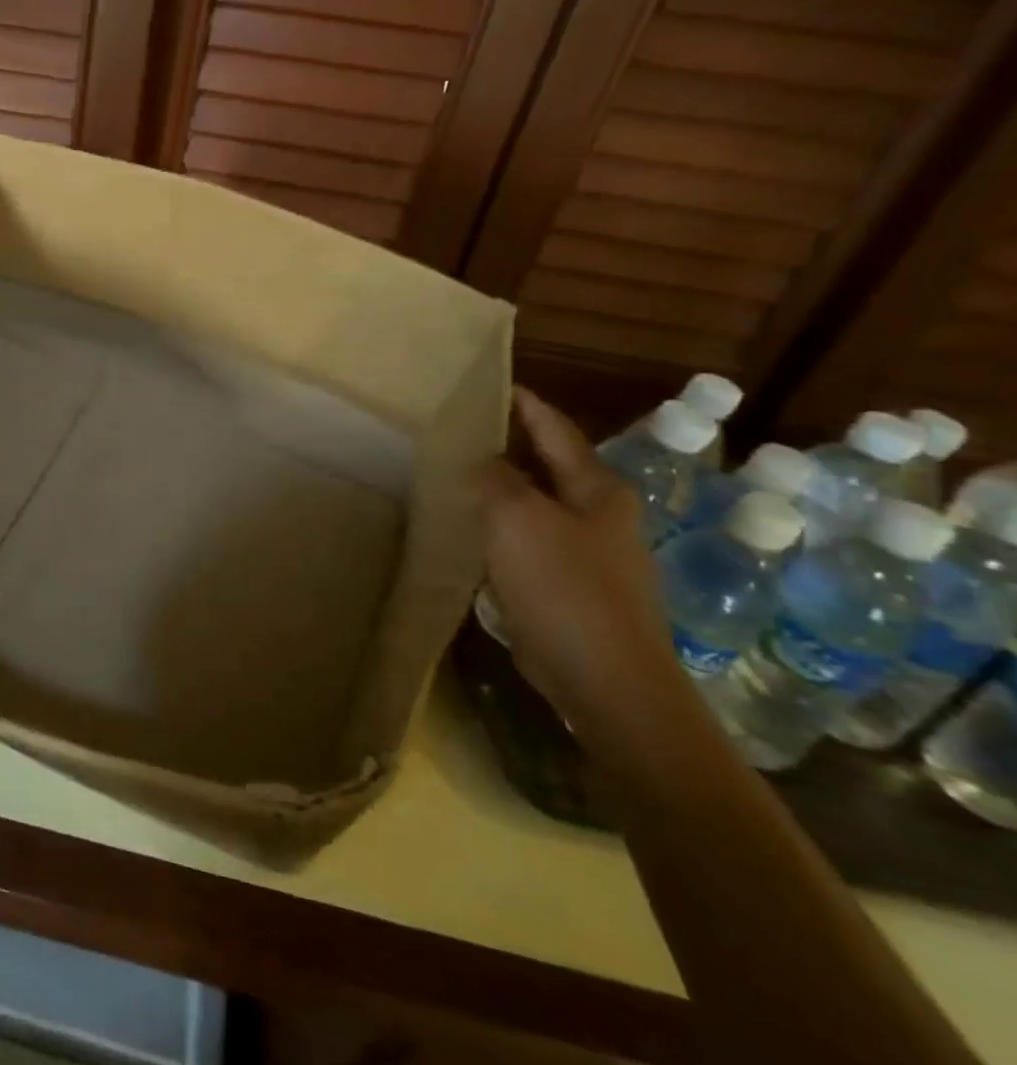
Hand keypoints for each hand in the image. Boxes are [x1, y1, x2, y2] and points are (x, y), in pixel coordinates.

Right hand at [479, 388, 686, 748]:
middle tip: (463, 431)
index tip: (495, 384)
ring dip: (503, 491)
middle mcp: (600, 516)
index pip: (556, 430)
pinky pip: (530, 544)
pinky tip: (473, 533)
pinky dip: (502, 530)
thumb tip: (485, 461)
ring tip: (459, 477)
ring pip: (537, 507)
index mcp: (597, 489)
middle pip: (548, 467)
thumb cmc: (564, 587)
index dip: (526, 405)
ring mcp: (590, 556)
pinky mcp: (573, 590)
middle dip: (510, 448)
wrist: (606, 681)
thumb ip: (496, 479)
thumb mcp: (517, 518)